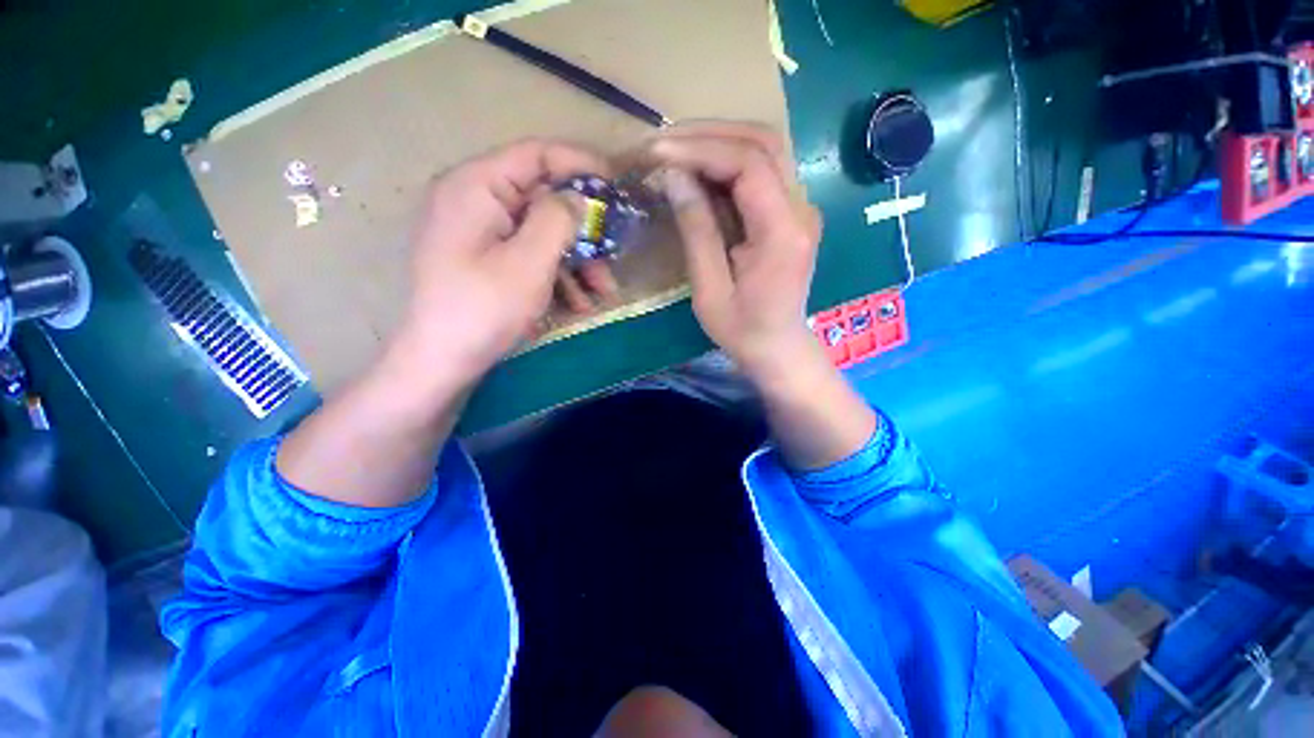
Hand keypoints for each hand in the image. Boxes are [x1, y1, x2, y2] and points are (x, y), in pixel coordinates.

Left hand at [393, 139, 616, 390]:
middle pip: (542, 200)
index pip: (536, 155)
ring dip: (575, 260)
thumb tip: (580, 198)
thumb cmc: (484, 308)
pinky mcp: (484, 258)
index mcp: (477, 186)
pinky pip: (527, 254)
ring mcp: (478, 232)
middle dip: (583, 231)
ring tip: (602, 293)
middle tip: (613, 255)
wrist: (441, 361)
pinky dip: (555, 274)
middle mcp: (475, 200)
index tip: (616, 184)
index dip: (580, 164)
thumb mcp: (529, 262)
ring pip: (540, 233)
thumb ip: (558, 219)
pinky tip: (577, 303)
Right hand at [651, 123, 874, 469]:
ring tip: (675, 151)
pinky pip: (762, 170)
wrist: (777, 346)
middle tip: (662, 143)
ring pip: (765, 149)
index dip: (701, 149)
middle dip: (708, 134)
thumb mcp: (709, 289)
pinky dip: (728, 161)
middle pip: (762, 142)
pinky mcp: (791, 212)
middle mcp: (801, 209)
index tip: (658, 153)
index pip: (749, 163)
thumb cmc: (741, 329)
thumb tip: (674, 176)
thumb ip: (696, 231)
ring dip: (718, 141)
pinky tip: (699, 170)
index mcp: (783, 232)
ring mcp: (801, 207)